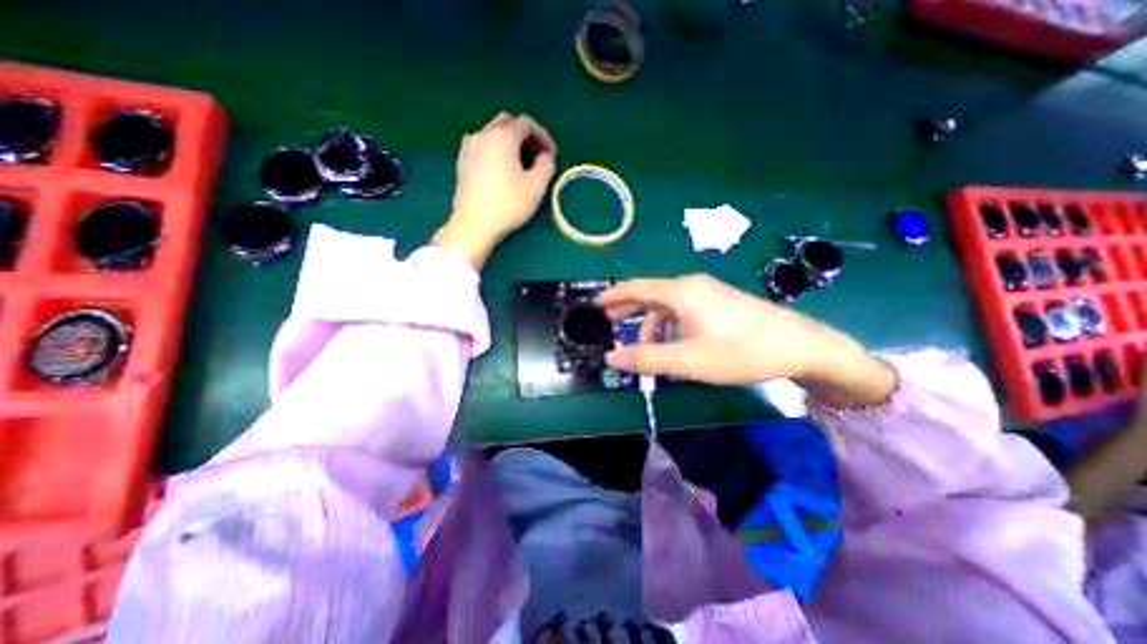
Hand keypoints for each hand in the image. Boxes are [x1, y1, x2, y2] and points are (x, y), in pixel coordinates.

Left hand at [430, 110, 556, 265]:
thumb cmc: (508, 205)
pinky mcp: (462, 162)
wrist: (474, 225)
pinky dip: (495, 149)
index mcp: (503, 137)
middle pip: (508, 122)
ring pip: (493, 133)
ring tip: (519, 163)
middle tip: (536, 156)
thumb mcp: (536, 187)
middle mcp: (483, 134)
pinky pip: (482, 145)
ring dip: (509, 142)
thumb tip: (545, 155)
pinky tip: (500, 168)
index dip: (543, 136)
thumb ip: (546, 165)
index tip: (552, 154)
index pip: (527, 123)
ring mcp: (469, 147)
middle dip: (525, 135)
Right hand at [602, 274, 895, 403]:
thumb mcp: (687, 360)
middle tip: (610, 324)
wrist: (798, 345)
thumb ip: (646, 358)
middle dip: (628, 309)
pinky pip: (684, 309)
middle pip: (649, 294)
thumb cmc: (739, 351)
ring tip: (648, 349)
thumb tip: (611, 358)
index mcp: (680, 293)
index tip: (596, 305)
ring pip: (668, 305)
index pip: (635, 288)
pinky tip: (675, 344)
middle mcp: (690, 285)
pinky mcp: (719, 301)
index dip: (613, 295)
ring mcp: (707, 292)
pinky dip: (670, 325)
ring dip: (652, 325)